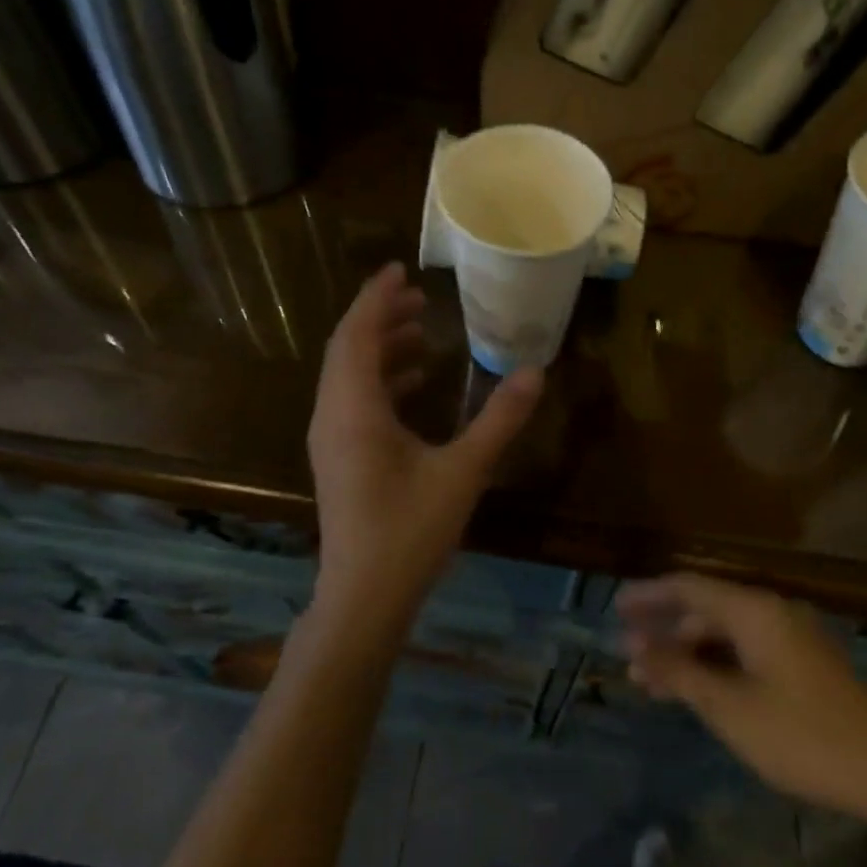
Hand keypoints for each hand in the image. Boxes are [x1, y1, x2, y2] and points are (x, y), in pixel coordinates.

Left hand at [308, 263, 542, 618]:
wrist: (364, 597)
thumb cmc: (410, 532)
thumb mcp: (463, 472)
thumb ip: (499, 420)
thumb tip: (535, 372)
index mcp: (354, 409)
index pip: (357, 334)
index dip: (376, 298)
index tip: (400, 270)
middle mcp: (332, 415)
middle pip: (348, 349)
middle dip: (381, 318)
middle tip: (420, 298)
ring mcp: (330, 439)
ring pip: (349, 375)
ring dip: (381, 348)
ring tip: (422, 331)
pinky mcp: (338, 458)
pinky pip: (353, 401)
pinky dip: (380, 381)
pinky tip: (415, 384)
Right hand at [619, 574, 866, 829]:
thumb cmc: (803, 735)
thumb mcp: (731, 708)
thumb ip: (680, 673)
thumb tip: (636, 646)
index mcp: (754, 611)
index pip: (689, 587)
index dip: (650, 595)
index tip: (616, 607)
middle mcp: (771, 614)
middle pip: (705, 610)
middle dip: (664, 630)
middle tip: (628, 650)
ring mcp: (790, 641)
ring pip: (724, 636)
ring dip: (687, 654)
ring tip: (650, 680)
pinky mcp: (802, 668)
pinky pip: (744, 654)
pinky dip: (714, 667)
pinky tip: (694, 691)